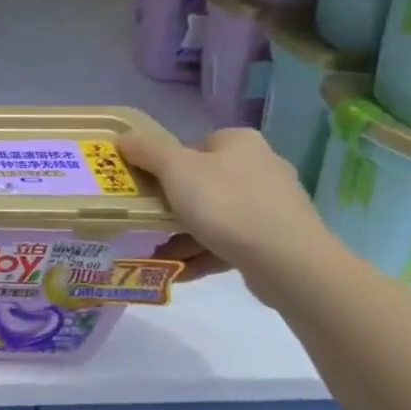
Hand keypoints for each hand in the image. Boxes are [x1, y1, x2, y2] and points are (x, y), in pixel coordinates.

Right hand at [119, 123, 339, 295]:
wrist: (288, 262)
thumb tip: (122, 138)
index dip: (167, 164)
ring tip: (156, 253)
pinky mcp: (277, 240)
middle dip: (172, 205)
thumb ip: (146, 151)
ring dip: (183, 234)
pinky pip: (230, 243)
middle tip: (146, 221)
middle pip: (203, 182)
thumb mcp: (175, 170)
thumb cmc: (226, 204)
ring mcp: (272, 206)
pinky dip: (203, 254)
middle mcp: (261, 167)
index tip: (148, 187)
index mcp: (240, 143)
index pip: (196, 145)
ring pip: (215, 216)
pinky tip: (178, 271)